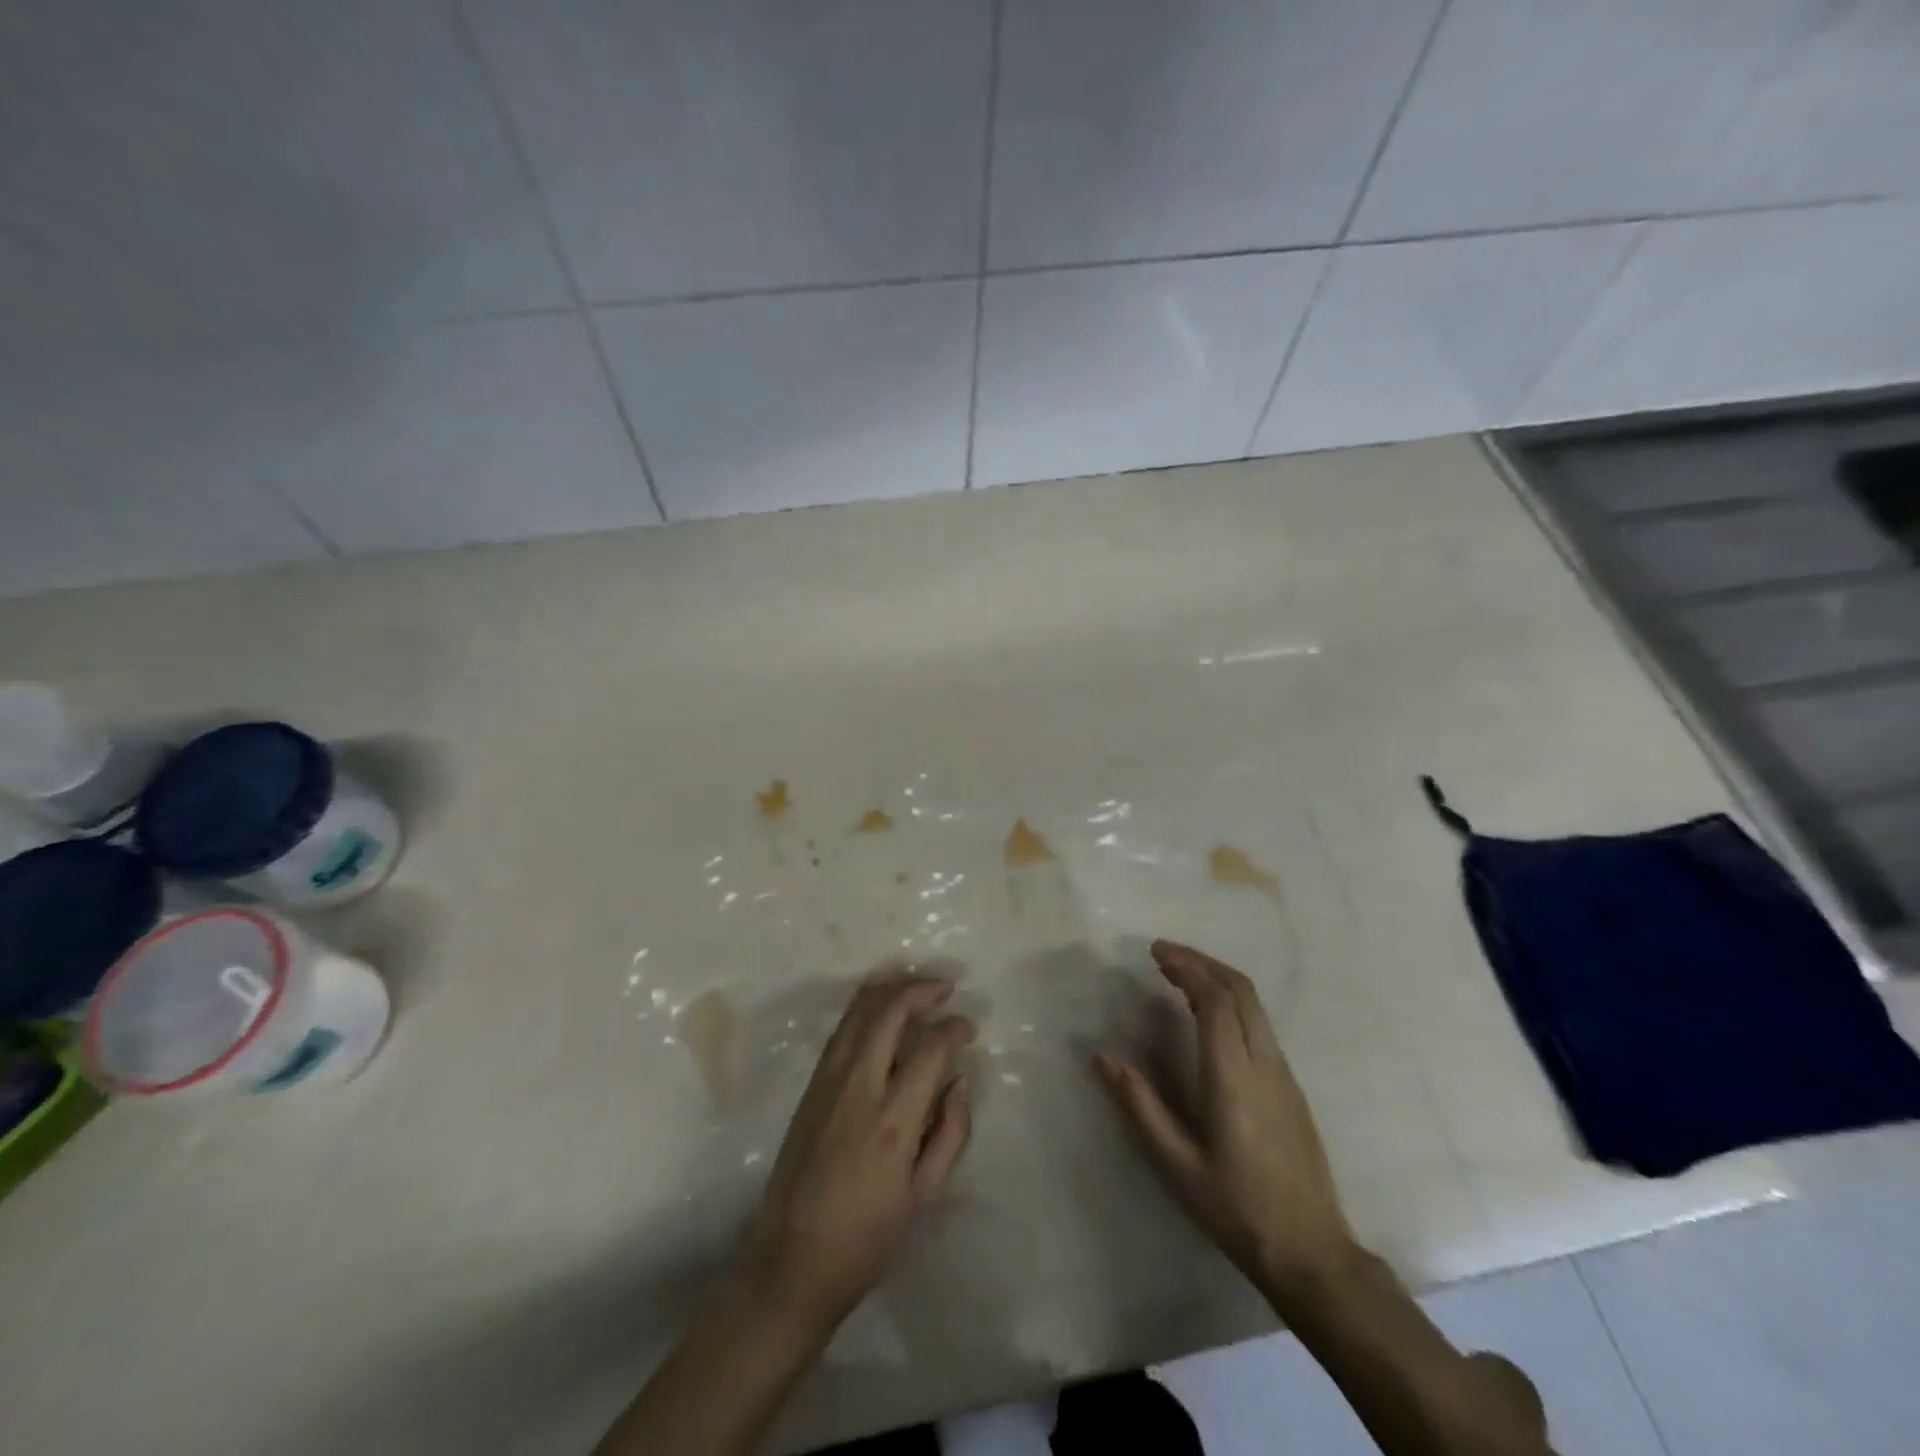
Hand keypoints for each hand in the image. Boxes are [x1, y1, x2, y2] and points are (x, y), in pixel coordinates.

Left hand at [740, 972, 975, 1334]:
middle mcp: (858, 1088)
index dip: (954, 1028)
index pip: (929, 1049)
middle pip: (888, 1012)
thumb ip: (949, 1133)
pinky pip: (841, 1030)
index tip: (968, 1028)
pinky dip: (865, 1009)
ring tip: (917, 989)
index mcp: (893, 1121)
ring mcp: (828, 1082)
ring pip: (858, 1011)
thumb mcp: (923, 1196)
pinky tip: (882, 1011)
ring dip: (890, 990)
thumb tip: (960, 1081)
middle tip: (945, 988)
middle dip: (921, 989)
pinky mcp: (810, 1087)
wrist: (790, 1262)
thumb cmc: (866, 1239)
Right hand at [1096, 940, 1357, 1290]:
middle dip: (1202, 961)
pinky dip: (1231, 1000)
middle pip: (1240, 990)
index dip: (1186, 967)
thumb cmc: (1236, 1209)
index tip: (1155, 952)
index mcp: (1232, 1077)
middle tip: (1163, 953)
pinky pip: (1260, 1023)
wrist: (1311, 1253)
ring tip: (1180, 973)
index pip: (1214, 1000)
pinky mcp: (1290, 1086)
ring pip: (1254, 1004)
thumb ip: (1140, 1105)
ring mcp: (1283, 1074)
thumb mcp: (1177, 1164)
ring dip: (1218, 977)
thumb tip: (1102, 1056)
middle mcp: (1263, 1063)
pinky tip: (1208, 1012)